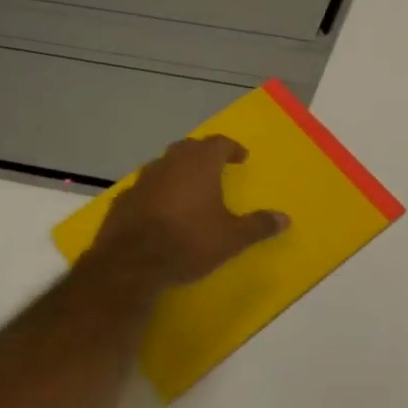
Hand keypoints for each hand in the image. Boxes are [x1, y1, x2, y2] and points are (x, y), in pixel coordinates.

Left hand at [84, 135, 287, 287]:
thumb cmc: (189, 242)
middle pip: (188, 147)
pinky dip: (157, 191)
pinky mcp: (123, 200)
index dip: (232, 148)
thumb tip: (285, 219)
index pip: (218, 143)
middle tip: (215, 166)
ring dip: (178, 170)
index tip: (241, 157)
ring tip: (189, 187)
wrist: (130, 265)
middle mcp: (170, 164)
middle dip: (203, 154)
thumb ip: (258, 225)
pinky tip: (160, 209)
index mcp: (199, 165)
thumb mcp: (232, 238)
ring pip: (164, 164)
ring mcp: (142, 180)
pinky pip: (145, 187)